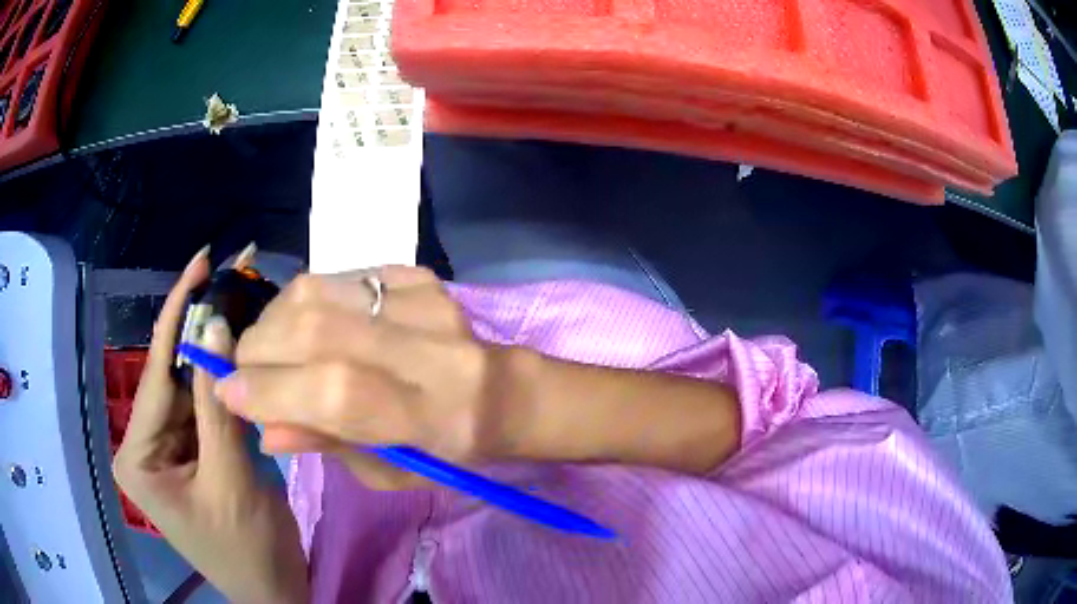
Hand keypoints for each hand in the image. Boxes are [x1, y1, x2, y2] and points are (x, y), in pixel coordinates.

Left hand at [112, 248, 308, 603]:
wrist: (272, 591)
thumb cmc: (247, 550)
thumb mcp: (233, 480)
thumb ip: (219, 405)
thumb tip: (216, 323)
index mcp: (137, 456)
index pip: (155, 373)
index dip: (178, 314)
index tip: (201, 261)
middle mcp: (143, 444)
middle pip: (173, 377)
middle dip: (202, 330)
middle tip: (236, 278)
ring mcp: (166, 448)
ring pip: (191, 389)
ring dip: (217, 356)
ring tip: (247, 309)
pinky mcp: (189, 453)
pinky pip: (205, 409)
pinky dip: (225, 385)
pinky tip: (244, 358)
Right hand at [216, 266, 516, 489]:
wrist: (503, 391)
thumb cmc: (450, 451)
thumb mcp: (393, 471)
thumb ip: (328, 445)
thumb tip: (263, 426)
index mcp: (436, 415)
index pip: (337, 393)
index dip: (271, 390)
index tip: (228, 394)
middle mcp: (432, 348)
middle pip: (318, 329)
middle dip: (259, 350)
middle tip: (244, 371)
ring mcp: (425, 300)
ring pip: (318, 290)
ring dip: (273, 320)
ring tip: (268, 348)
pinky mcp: (418, 275)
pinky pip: (337, 276)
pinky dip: (305, 302)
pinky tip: (308, 326)